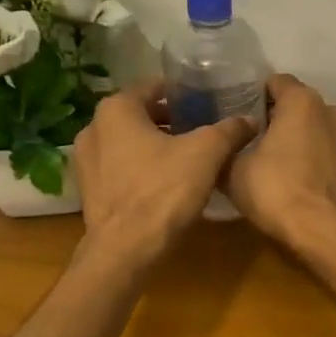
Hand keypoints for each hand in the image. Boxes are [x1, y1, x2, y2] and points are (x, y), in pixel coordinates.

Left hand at [72, 81, 254, 269]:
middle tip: (201, 129)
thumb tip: (249, 119)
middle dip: (170, 120)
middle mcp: (94, 127)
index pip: (153, 87)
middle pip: (140, 115)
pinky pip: (120, 168)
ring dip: (155, 145)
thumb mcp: (207, 154)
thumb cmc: (163, 190)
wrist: (126, 250)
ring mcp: (86, 161)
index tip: (206, 101)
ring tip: (188, 156)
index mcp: (116, 109)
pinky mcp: (89, 190)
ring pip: (129, 142)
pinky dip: (141, 168)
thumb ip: (229, 130)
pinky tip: (166, 182)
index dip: (182, 92)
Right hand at [227, 74, 335, 245]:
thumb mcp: (234, 171)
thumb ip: (228, 150)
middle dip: (280, 119)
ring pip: (319, 130)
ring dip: (302, 140)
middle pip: (300, 106)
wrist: (326, 232)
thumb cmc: (277, 191)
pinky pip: (332, 153)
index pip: (277, 82)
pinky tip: (302, 182)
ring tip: (280, 164)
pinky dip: (318, 161)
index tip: (241, 115)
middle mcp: (332, 111)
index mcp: (302, 102)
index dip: (256, 96)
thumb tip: (223, 148)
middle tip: (255, 141)